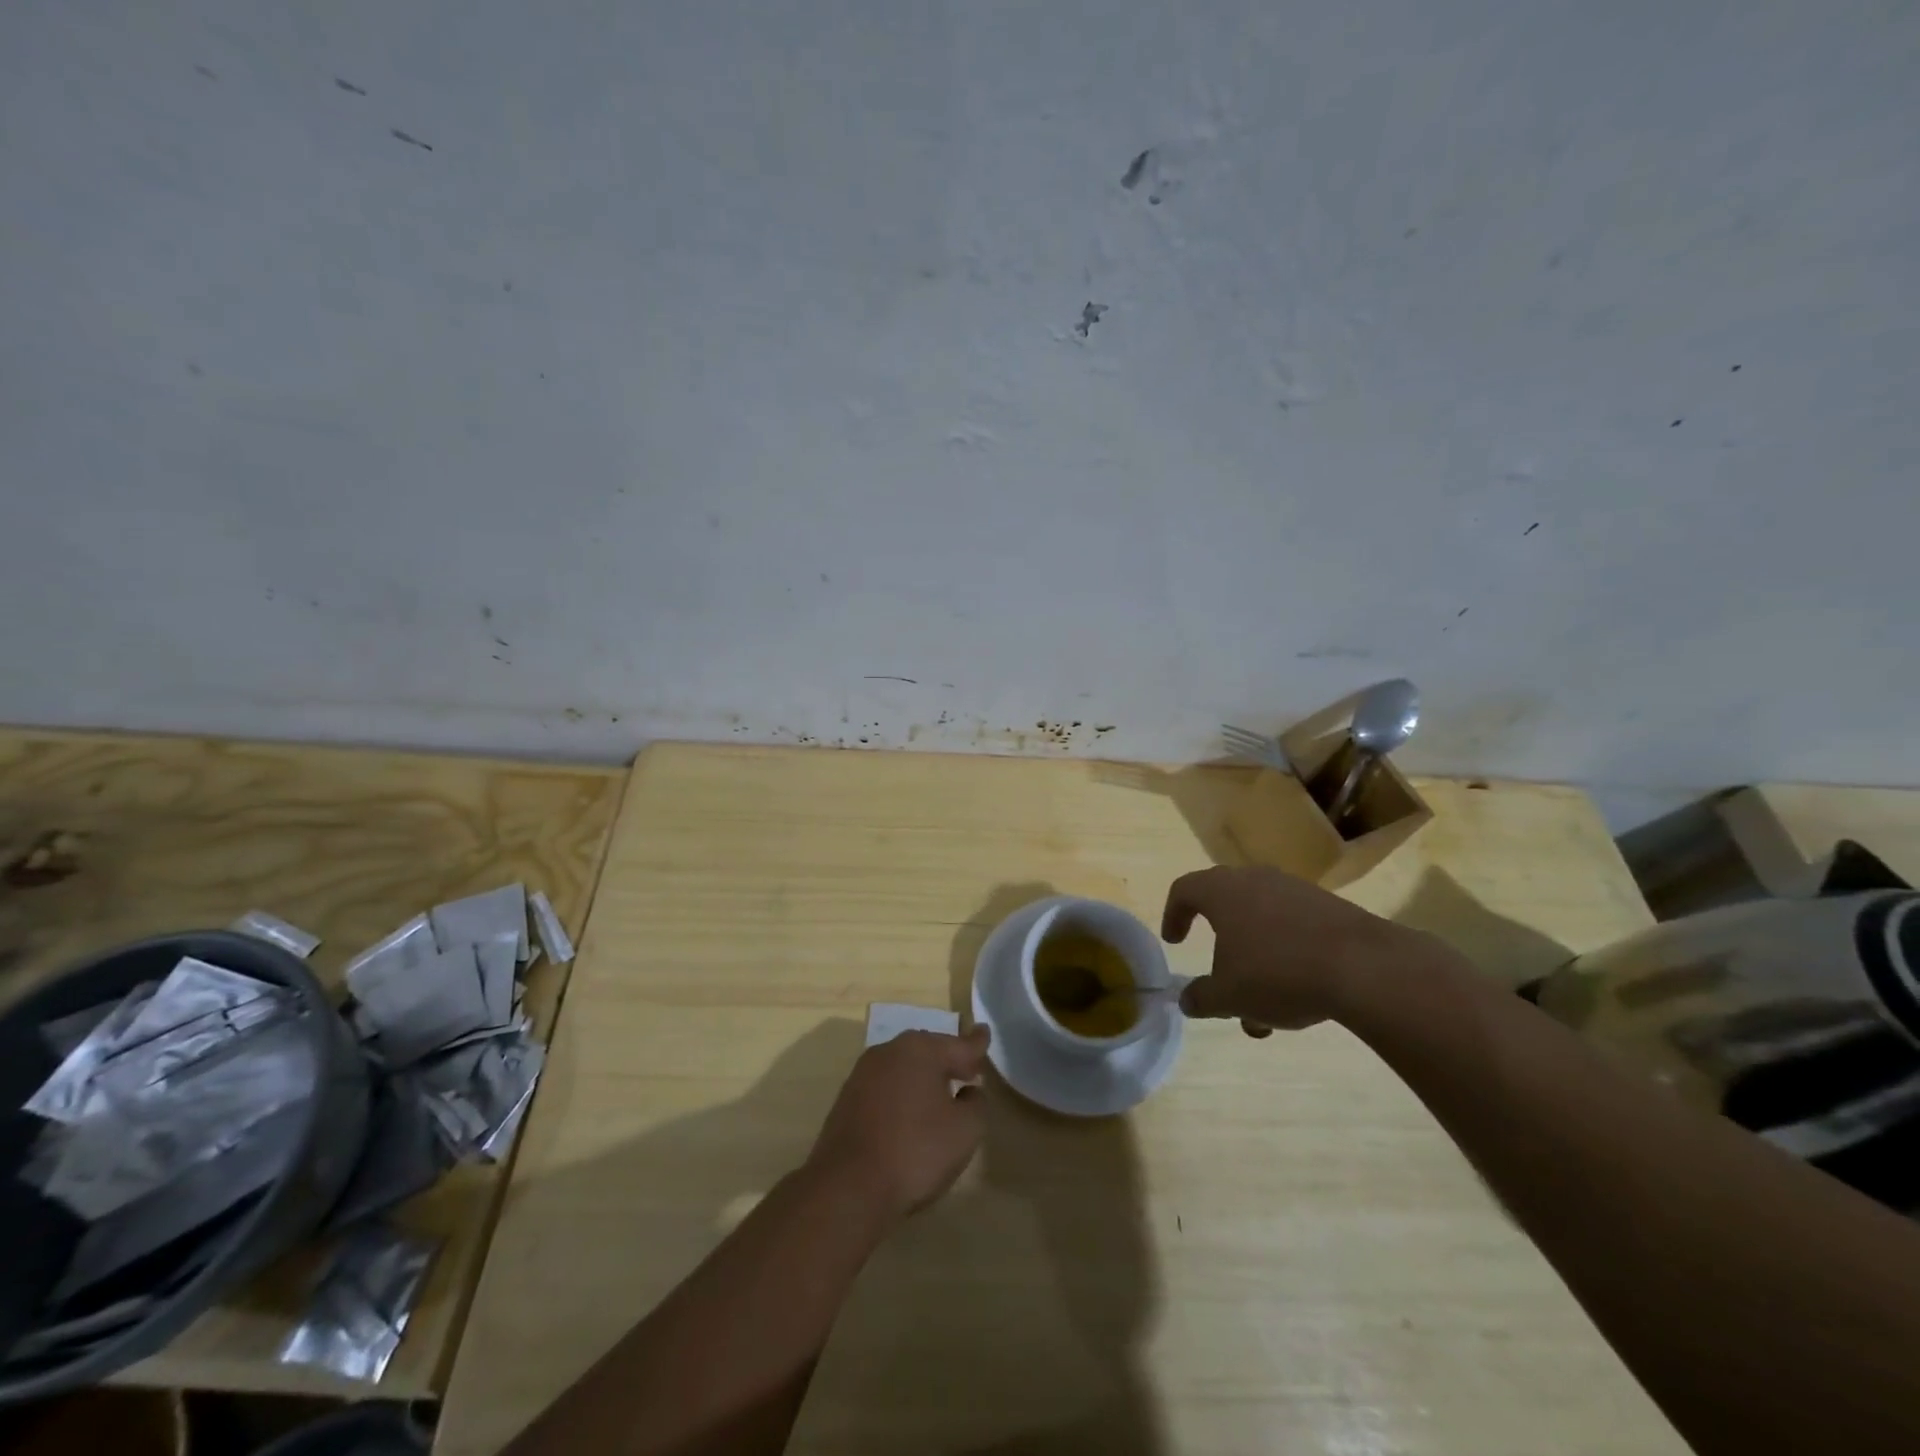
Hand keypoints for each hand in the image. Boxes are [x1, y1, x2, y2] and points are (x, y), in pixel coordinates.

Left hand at [806, 1027, 989, 1221]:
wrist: (848, 1187)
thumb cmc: (915, 1151)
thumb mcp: (965, 1130)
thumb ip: (976, 1105)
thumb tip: (968, 1093)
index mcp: (920, 1050)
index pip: (958, 1045)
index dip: (976, 1044)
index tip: (985, 1033)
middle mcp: (889, 1051)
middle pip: (928, 1051)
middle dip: (948, 1060)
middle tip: (968, 1071)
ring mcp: (862, 1075)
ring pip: (903, 1068)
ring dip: (922, 1079)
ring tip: (940, 1095)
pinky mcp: (846, 1101)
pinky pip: (884, 1089)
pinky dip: (901, 1096)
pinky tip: (908, 1117)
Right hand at [1163, 866, 1455, 1033]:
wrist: (1364, 967)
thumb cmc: (1277, 973)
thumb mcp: (1228, 996)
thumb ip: (1201, 998)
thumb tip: (1188, 1000)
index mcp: (1221, 891)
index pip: (1184, 889)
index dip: (1174, 915)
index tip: (1175, 943)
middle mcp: (1255, 880)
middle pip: (1225, 905)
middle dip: (1220, 945)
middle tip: (1220, 977)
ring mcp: (1295, 890)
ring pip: (1262, 922)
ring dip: (1255, 959)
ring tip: (1264, 1007)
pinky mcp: (1329, 907)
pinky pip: (1293, 927)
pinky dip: (1285, 956)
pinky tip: (1299, 995)